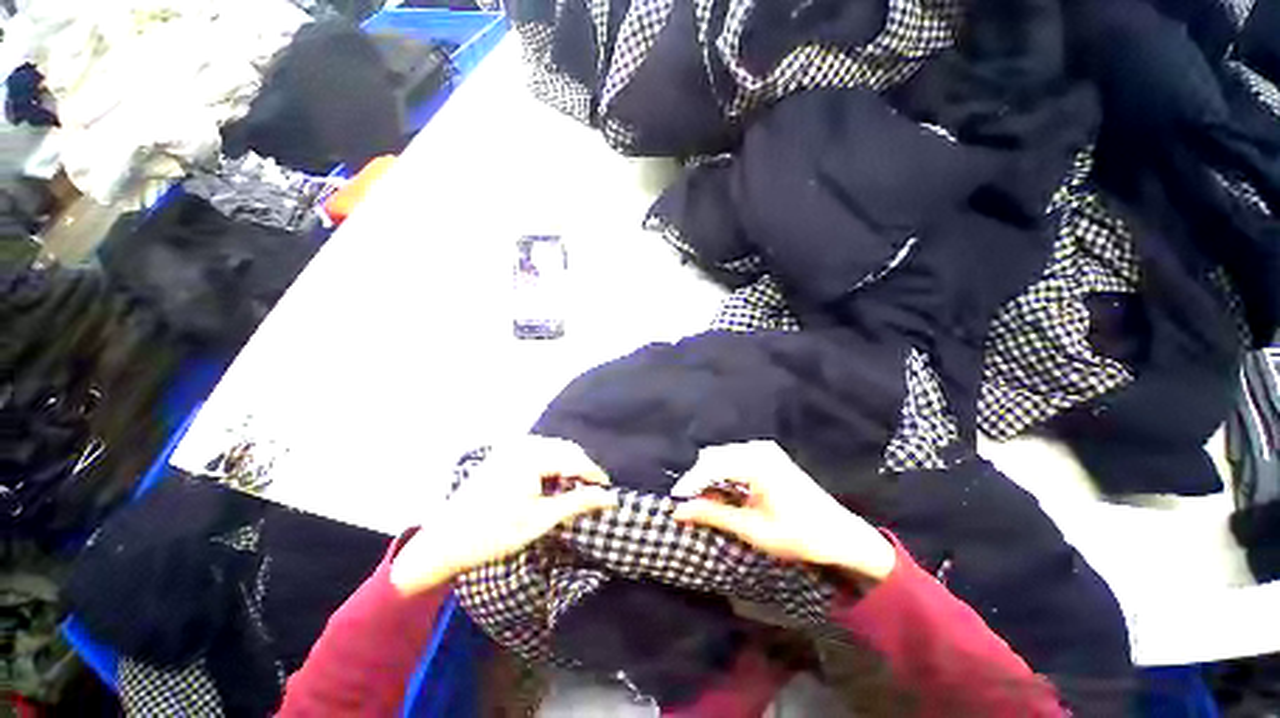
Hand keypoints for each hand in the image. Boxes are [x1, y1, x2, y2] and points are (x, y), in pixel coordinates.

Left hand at [390, 437, 615, 594]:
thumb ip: (579, 503)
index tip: (609, 490)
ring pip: (553, 449)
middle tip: (592, 492)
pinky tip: (552, 483)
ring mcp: (510, 446)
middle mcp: (521, 443)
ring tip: (573, 489)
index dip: (595, 474)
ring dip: (567, 466)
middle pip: (565, 449)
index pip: (574, 458)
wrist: (444, 543)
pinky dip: (551, 465)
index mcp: (530, 455)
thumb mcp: (541, 520)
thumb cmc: (494, 534)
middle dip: (581, 469)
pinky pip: (538, 451)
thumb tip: (612, 497)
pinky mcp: (503, 453)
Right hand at [671, 441, 895, 581]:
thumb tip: (679, 510)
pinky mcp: (767, 455)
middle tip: (690, 508)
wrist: (839, 534)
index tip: (674, 503)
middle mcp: (758, 448)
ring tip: (706, 505)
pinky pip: (734, 459)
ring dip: (710, 479)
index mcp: (757, 463)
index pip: (711, 466)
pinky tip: (724, 495)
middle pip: (713, 458)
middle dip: (699, 481)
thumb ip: (713, 514)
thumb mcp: (752, 529)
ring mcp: (764, 449)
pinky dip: (724, 476)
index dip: (690, 484)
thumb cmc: (798, 535)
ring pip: (722, 458)